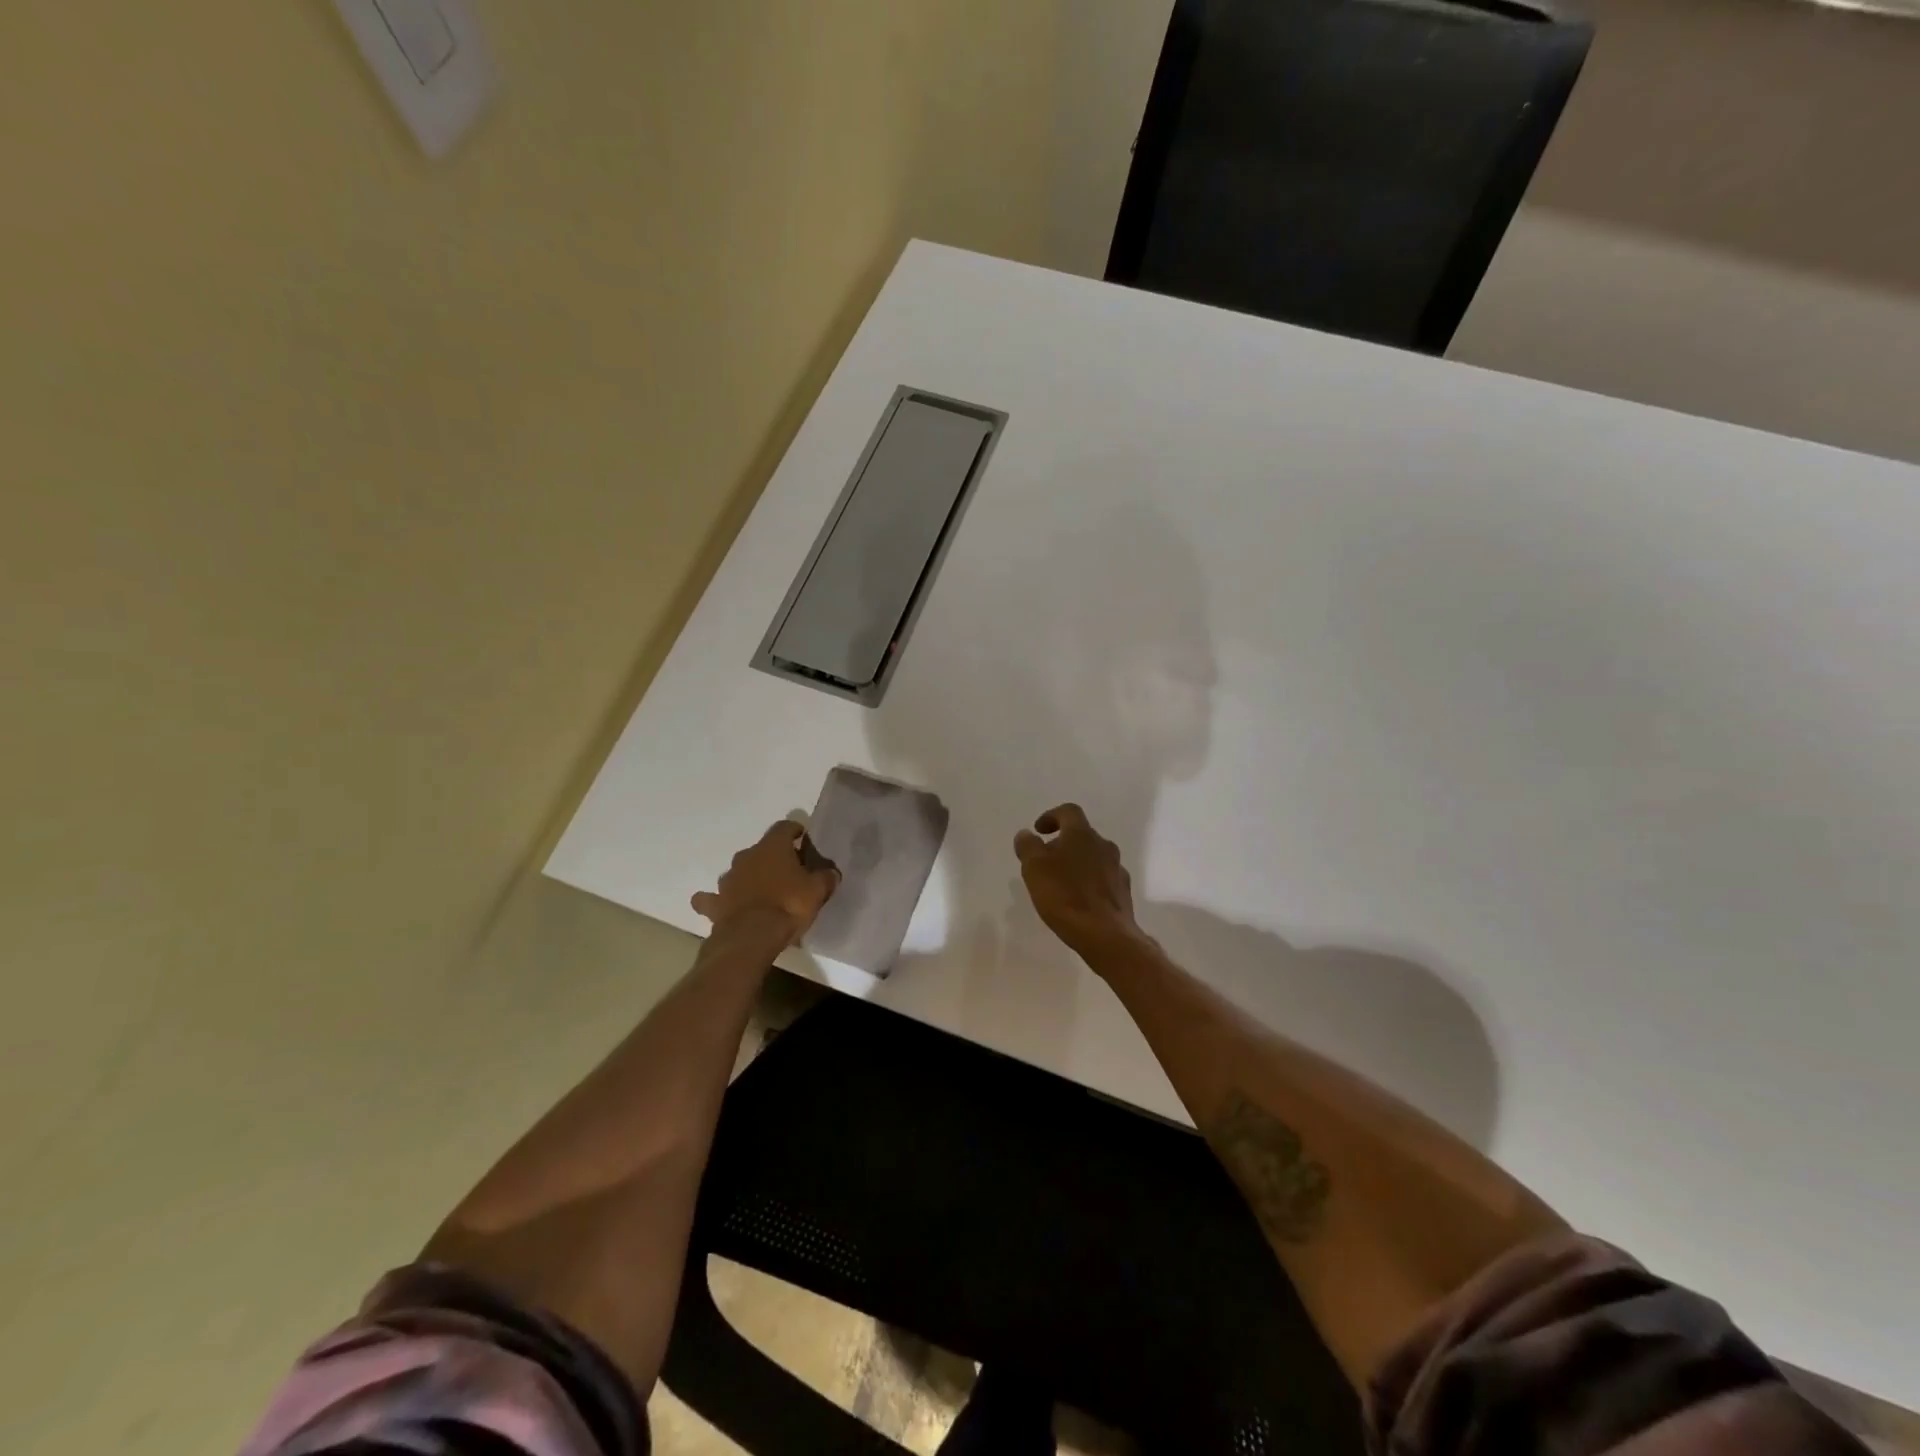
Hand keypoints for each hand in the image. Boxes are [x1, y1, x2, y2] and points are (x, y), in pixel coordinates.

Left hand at [692, 821, 838, 944]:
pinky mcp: (715, 903)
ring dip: (748, 878)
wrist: (752, 937)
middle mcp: (746, 856)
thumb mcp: (817, 891)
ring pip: (738, 872)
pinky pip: (712, 899)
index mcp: (772, 847)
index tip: (803, 839)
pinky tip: (722, 906)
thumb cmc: (789, 905)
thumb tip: (831, 873)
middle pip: (761, 850)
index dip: (795, 831)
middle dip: (772, 858)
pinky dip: (717, 901)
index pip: (784, 827)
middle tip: (787, 873)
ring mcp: (727, 879)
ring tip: (761, 893)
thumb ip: (825, 878)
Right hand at [1014, 804, 1146, 961]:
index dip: (1051, 816)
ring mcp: (1117, 868)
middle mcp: (1104, 845)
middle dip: (1063, 844)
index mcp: (1082, 834)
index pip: (1068, 811)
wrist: (1106, 934)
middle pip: (1082, 835)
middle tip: (1045, 861)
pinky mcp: (1123, 892)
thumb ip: (1028, 846)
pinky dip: (1089, 882)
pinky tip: (1078, 900)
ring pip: (1093, 857)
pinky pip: (1103, 878)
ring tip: (1060, 883)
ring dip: (1077, 863)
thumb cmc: (1065, 895)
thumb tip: (1026, 834)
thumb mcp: (1034, 868)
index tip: (1039, 831)